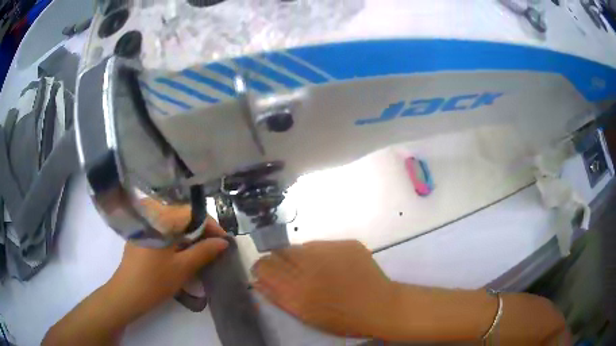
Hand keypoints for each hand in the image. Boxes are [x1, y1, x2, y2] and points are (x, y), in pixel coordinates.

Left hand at [106, 216, 228, 322]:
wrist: (127, 294)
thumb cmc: (155, 281)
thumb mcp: (183, 267)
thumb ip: (204, 252)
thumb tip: (223, 242)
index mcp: (161, 220)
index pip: (191, 213)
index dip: (210, 225)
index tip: (223, 241)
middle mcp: (151, 217)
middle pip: (181, 217)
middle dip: (200, 231)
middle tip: (213, 247)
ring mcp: (144, 227)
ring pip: (172, 225)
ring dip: (188, 236)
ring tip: (200, 252)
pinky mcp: (141, 237)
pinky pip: (163, 232)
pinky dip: (175, 240)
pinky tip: (181, 254)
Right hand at [252, 240, 394, 337]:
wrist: (380, 306)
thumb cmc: (341, 319)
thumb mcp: (305, 315)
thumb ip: (277, 297)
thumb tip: (257, 280)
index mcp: (296, 287)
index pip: (264, 266)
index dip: (261, 268)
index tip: (265, 273)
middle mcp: (309, 264)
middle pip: (280, 252)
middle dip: (280, 261)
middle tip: (293, 273)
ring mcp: (330, 251)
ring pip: (302, 246)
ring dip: (302, 257)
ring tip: (318, 271)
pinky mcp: (347, 243)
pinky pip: (324, 245)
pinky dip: (323, 254)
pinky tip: (335, 267)